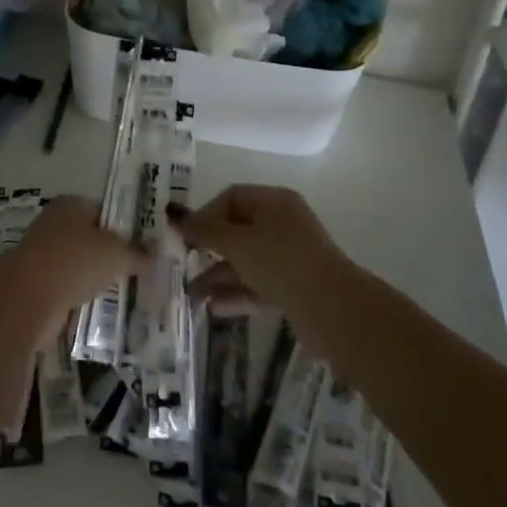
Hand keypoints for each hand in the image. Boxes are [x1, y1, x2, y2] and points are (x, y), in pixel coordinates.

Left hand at [2, 195, 144, 312]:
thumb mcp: (117, 253)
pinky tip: (100, 308)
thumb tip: (155, 253)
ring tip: (124, 293)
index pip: (104, 211)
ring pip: (79, 265)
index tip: (144, 248)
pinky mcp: (37, 284)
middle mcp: (54, 224)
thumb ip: (137, 253)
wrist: (29, 297)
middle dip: (111, 255)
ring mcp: (43, 254)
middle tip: (138, 272)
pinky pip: (68, 288)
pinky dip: (81, 297)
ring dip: (95, 278)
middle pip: (90, 239)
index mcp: (71, 204)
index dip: (124, 228)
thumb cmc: (76, 260)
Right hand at [169, 185, 342, 309]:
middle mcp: (283, 224)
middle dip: (209, 249)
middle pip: (238, 230)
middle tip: (184, 264)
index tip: (186, 237)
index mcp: (274, 202)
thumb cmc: (280, 261)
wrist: (332, 309)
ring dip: (219, 276)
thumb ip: (203, 230)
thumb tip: (173, 216)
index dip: (206, 214)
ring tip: (193, 295)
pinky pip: (258, 284)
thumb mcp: (236, 243)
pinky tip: (214, 308)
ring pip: (247, 261)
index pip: (232, 198)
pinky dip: (237, 293)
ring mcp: (290, 257)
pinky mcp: (295, 286)